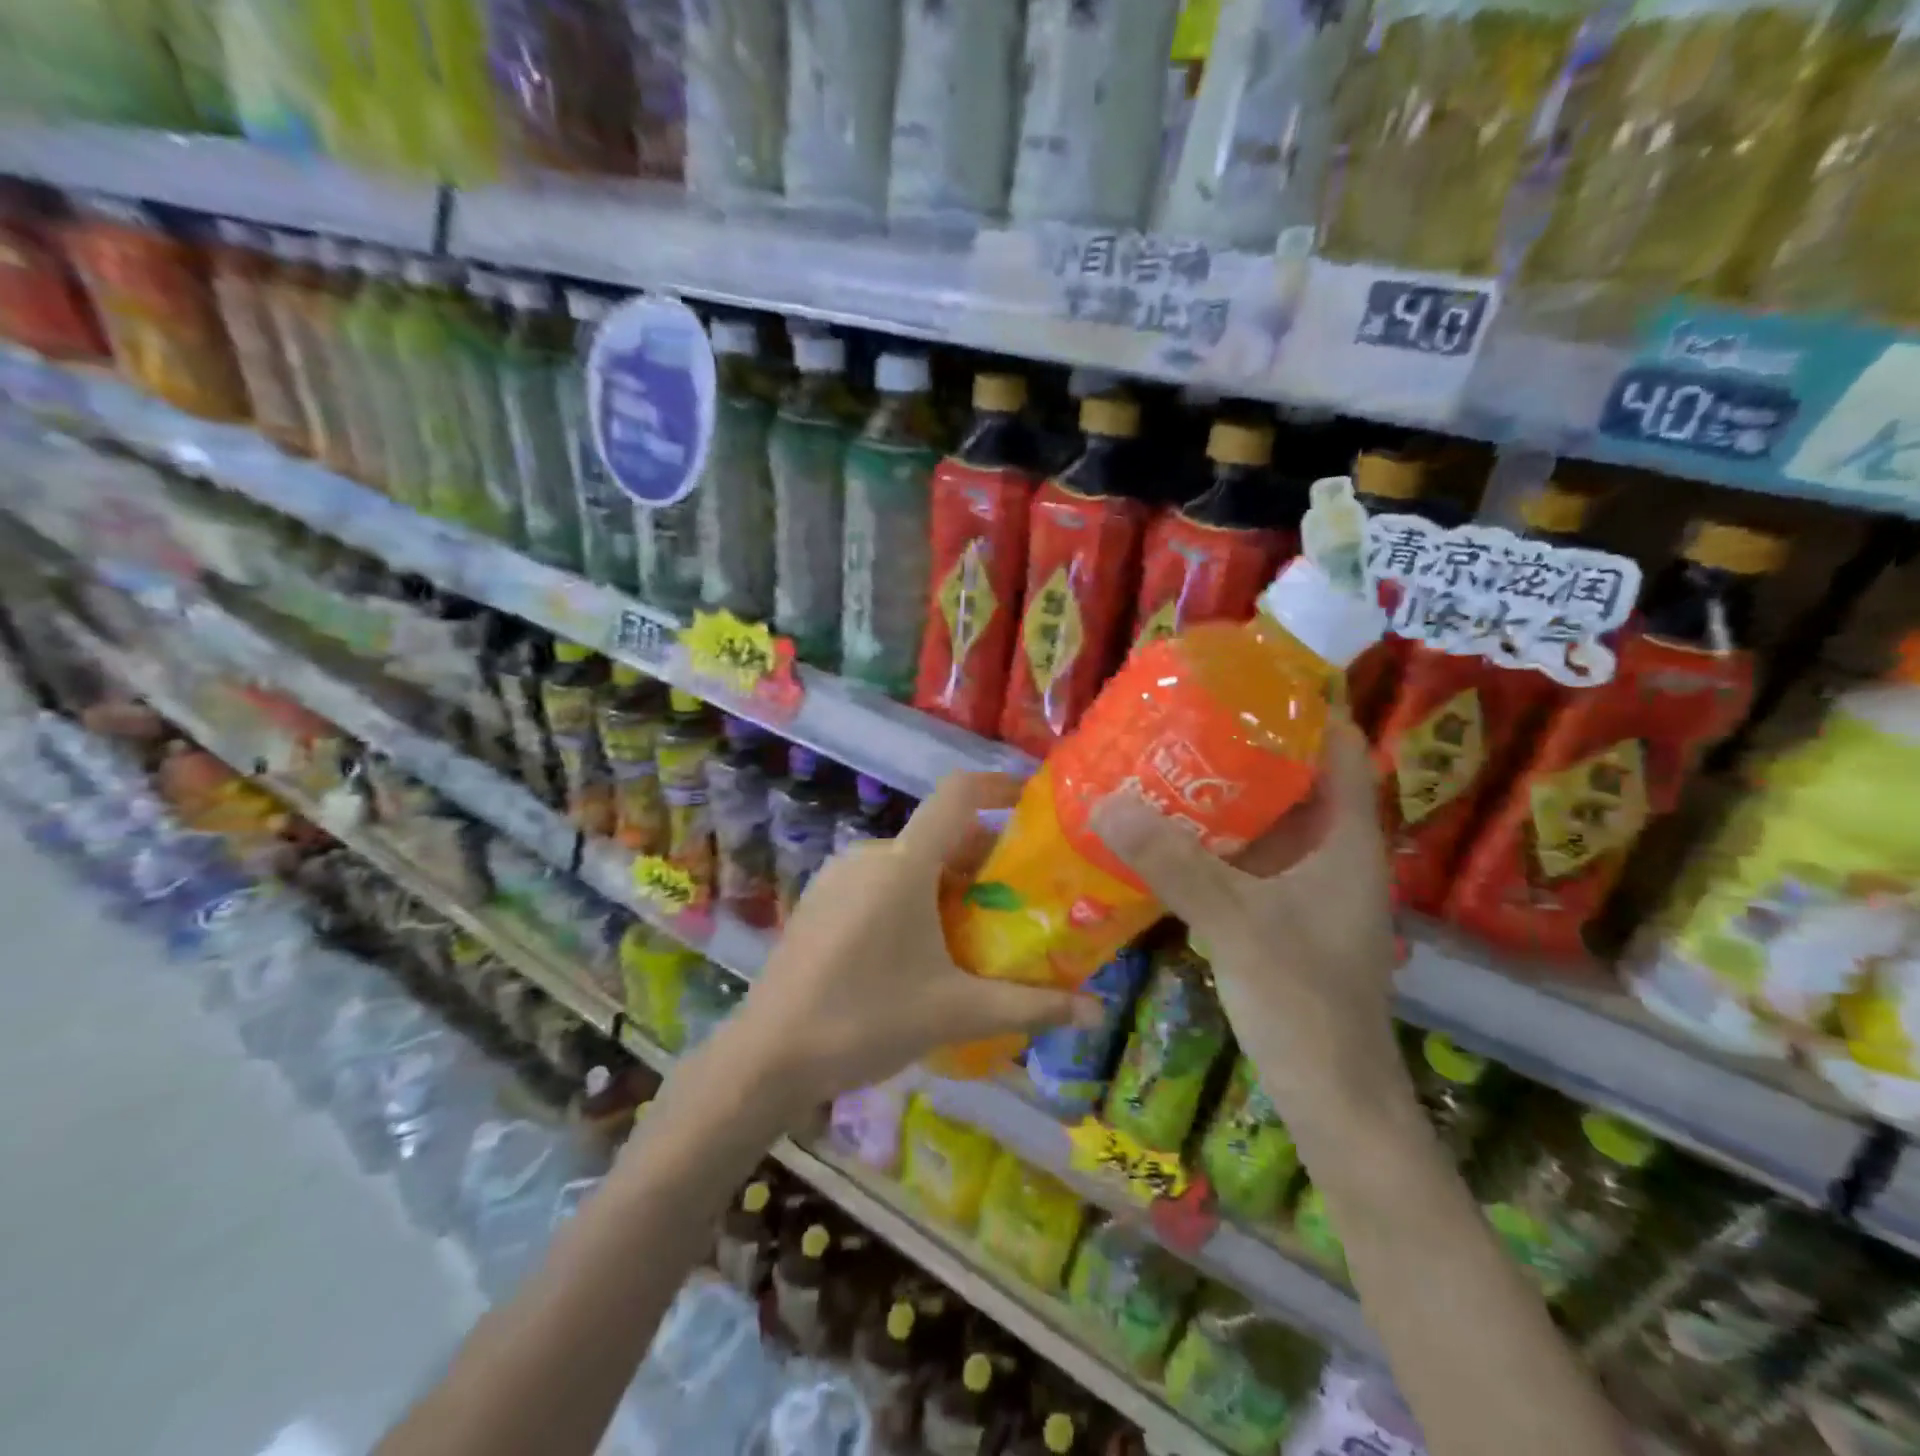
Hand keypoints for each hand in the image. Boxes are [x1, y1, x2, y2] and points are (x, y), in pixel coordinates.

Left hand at [724, 772, 1100, 1106]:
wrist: (768, 1055)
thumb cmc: (867, 1020)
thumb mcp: (956, 1012)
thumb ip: (1030, 1006)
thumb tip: (1095, 1012)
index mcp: (905, 863)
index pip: (957, 795)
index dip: (997, 786)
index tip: (1031, 801)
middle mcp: (870, 854)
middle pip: (940, 836)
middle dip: (984, 861)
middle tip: (1018, 903)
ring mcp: (838, 875)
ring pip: (910, 861)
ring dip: (948, 883)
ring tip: (975, 932)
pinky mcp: (819, 899)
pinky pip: (880, 880)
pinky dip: (913, 896)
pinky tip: (921, 948)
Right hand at [1089, 716, 1398, 1107]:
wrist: (1333, 1101)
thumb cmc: (1306, 1004)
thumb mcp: (1237, 924)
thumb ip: (1174, 863)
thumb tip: (1108, 799)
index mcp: (1346, 840)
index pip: (1338, 746)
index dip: (1302, 705)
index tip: (1243, 677)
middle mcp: (1330, 853)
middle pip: (1291, 777)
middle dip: (1240, 744)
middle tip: (1178, 715)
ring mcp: (1304, 887)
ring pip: (1263, 820)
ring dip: (1218, 793)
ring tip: (1160, 760)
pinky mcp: (1278, 914)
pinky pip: (1242, 859)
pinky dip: (1208, 840)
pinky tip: (1160, 832)